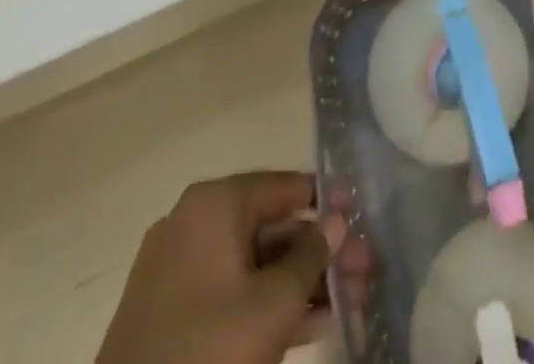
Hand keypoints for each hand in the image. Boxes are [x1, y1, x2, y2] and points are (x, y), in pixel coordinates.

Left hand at [95, 171, 369, 363]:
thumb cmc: (209, 350)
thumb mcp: (275, 302)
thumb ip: (312, 255)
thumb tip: (335, 222)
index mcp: (215, 204)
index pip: (286, 186)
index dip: (328, 201)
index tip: (361, 219)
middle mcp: (194, 224)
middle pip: (274, 227)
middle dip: (321, 251)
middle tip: (362, 272)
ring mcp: (178, 272)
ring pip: (256, 264)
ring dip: (303, 282)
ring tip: (349, 302)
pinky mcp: (170, 316)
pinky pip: (233, 293)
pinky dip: (270, 304)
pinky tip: (313, 325)